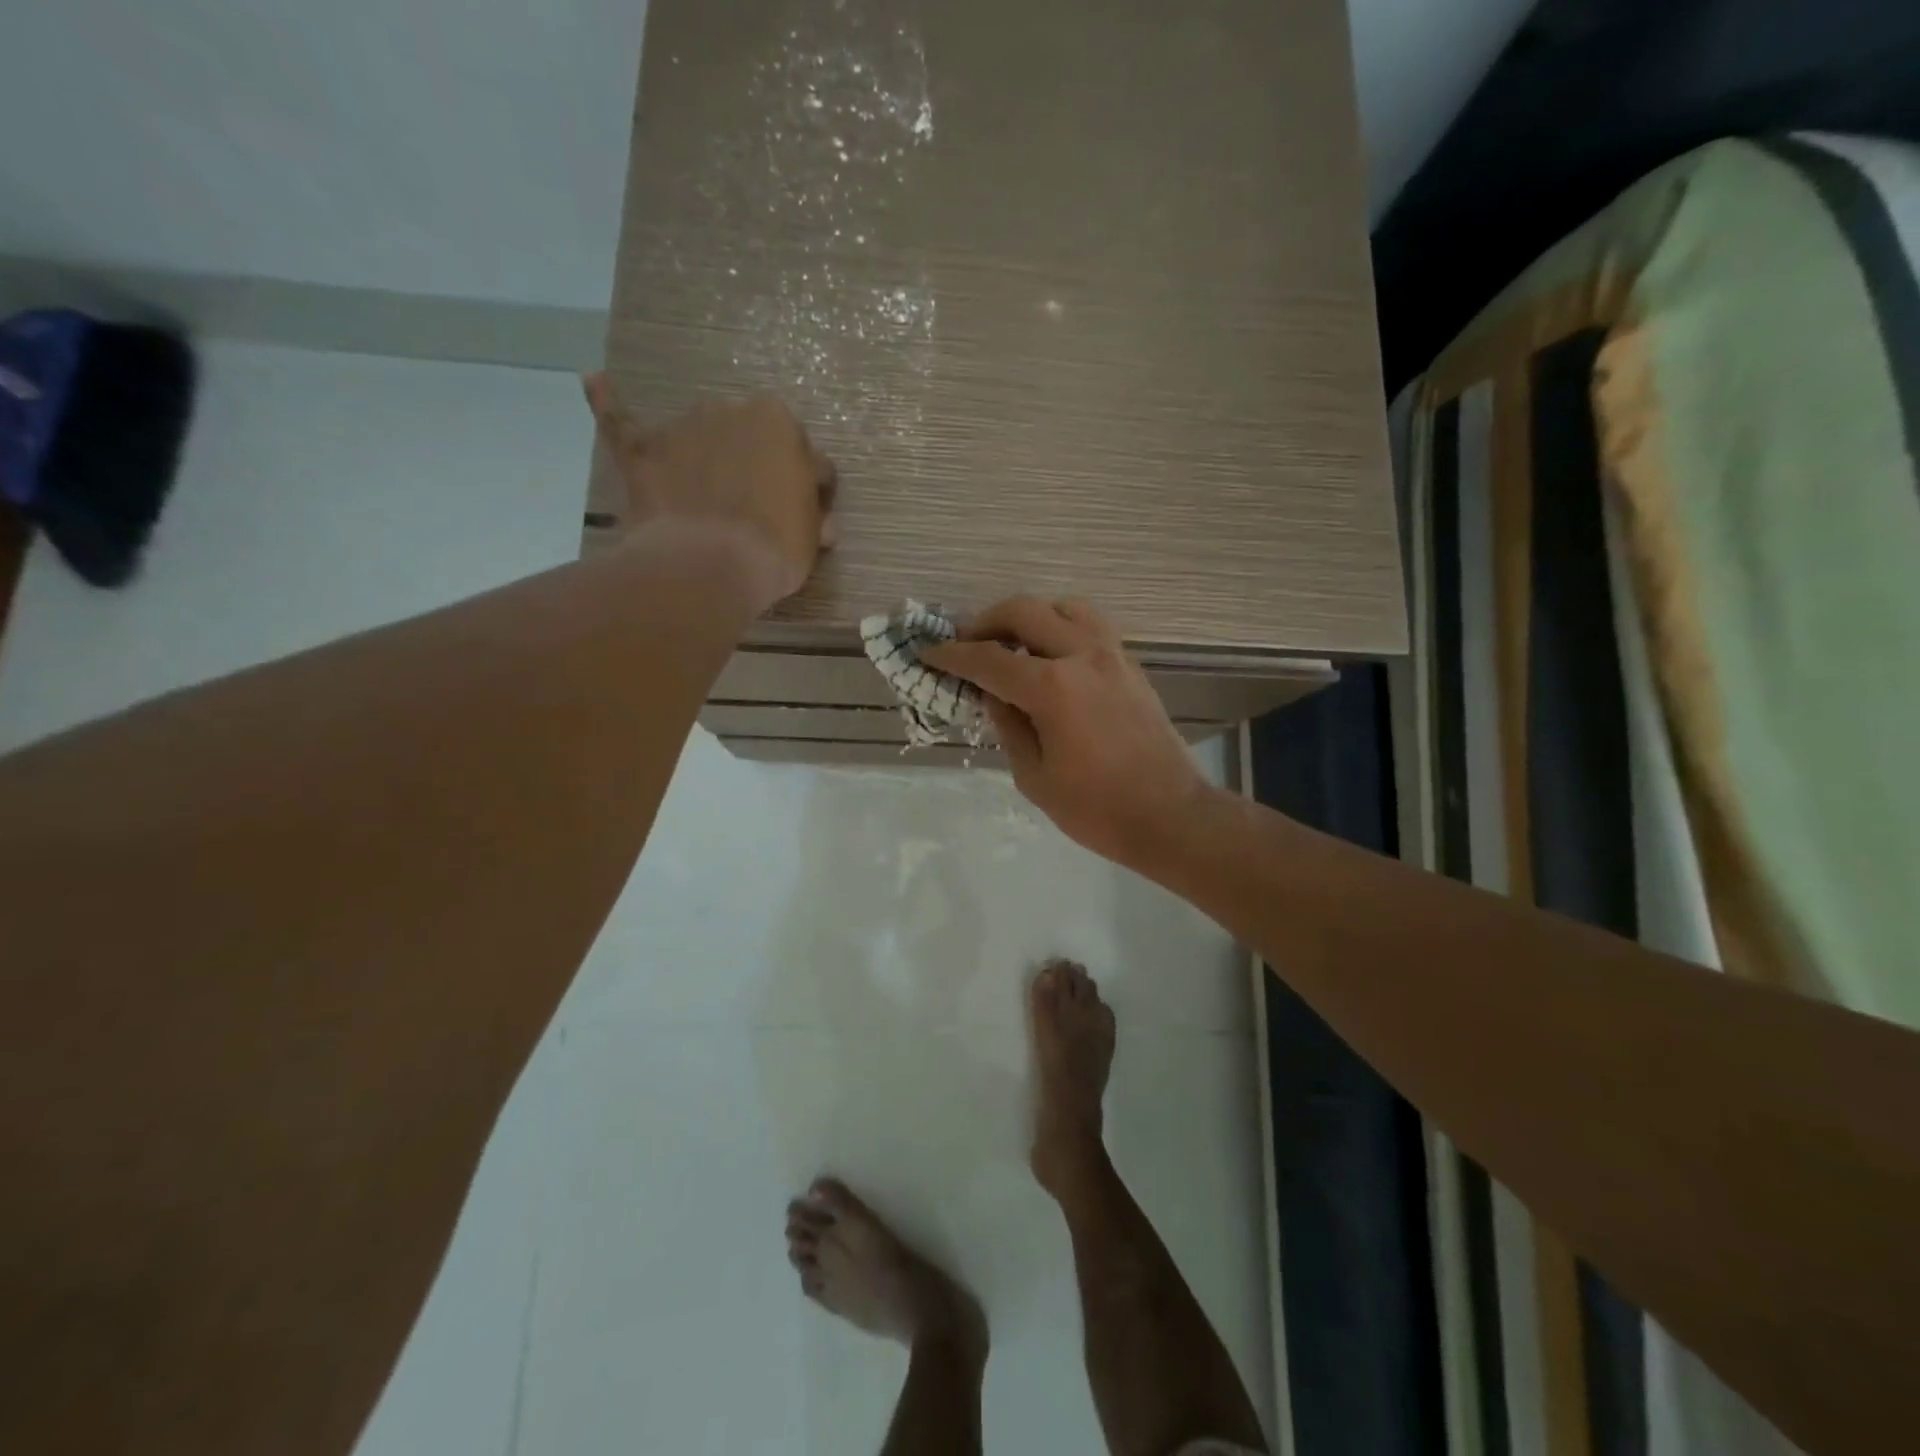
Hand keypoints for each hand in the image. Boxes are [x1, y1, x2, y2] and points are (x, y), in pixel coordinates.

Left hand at [584, 375, 837, 608]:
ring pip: (700, 436)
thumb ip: (810, 516)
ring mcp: (683, 426)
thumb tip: (818, 522)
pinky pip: (621, 421)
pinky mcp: (642, 449)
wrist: (707, 565)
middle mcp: (732, 411)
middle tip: (755, 510)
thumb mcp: (810, 538)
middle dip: (754, 466)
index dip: (803, 488)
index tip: (799, 514)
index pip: (803, 455)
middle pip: (750, 438)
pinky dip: (608, 403)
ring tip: (704, 497)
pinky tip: (594, 381)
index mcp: (780, 424)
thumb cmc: (773, 549)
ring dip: (705, 455)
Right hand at [923, 597, 1209, 867]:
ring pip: (1063, 608)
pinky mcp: (1130, 665)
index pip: (989, 659)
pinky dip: (1061, 627)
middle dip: (986, 622)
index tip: (930, 654)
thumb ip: (1008, 726)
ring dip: (1029, 617)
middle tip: (967, 644)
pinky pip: (1090, 626)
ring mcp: (1112, 655)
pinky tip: (1050, 657)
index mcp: (1053, 688)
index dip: (954, 656)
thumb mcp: (1034, 777)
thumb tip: (992, 694)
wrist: (1170, 816)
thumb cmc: (1097, 809)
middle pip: (1024, 612)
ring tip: (1011, 643)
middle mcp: (1082, 656)